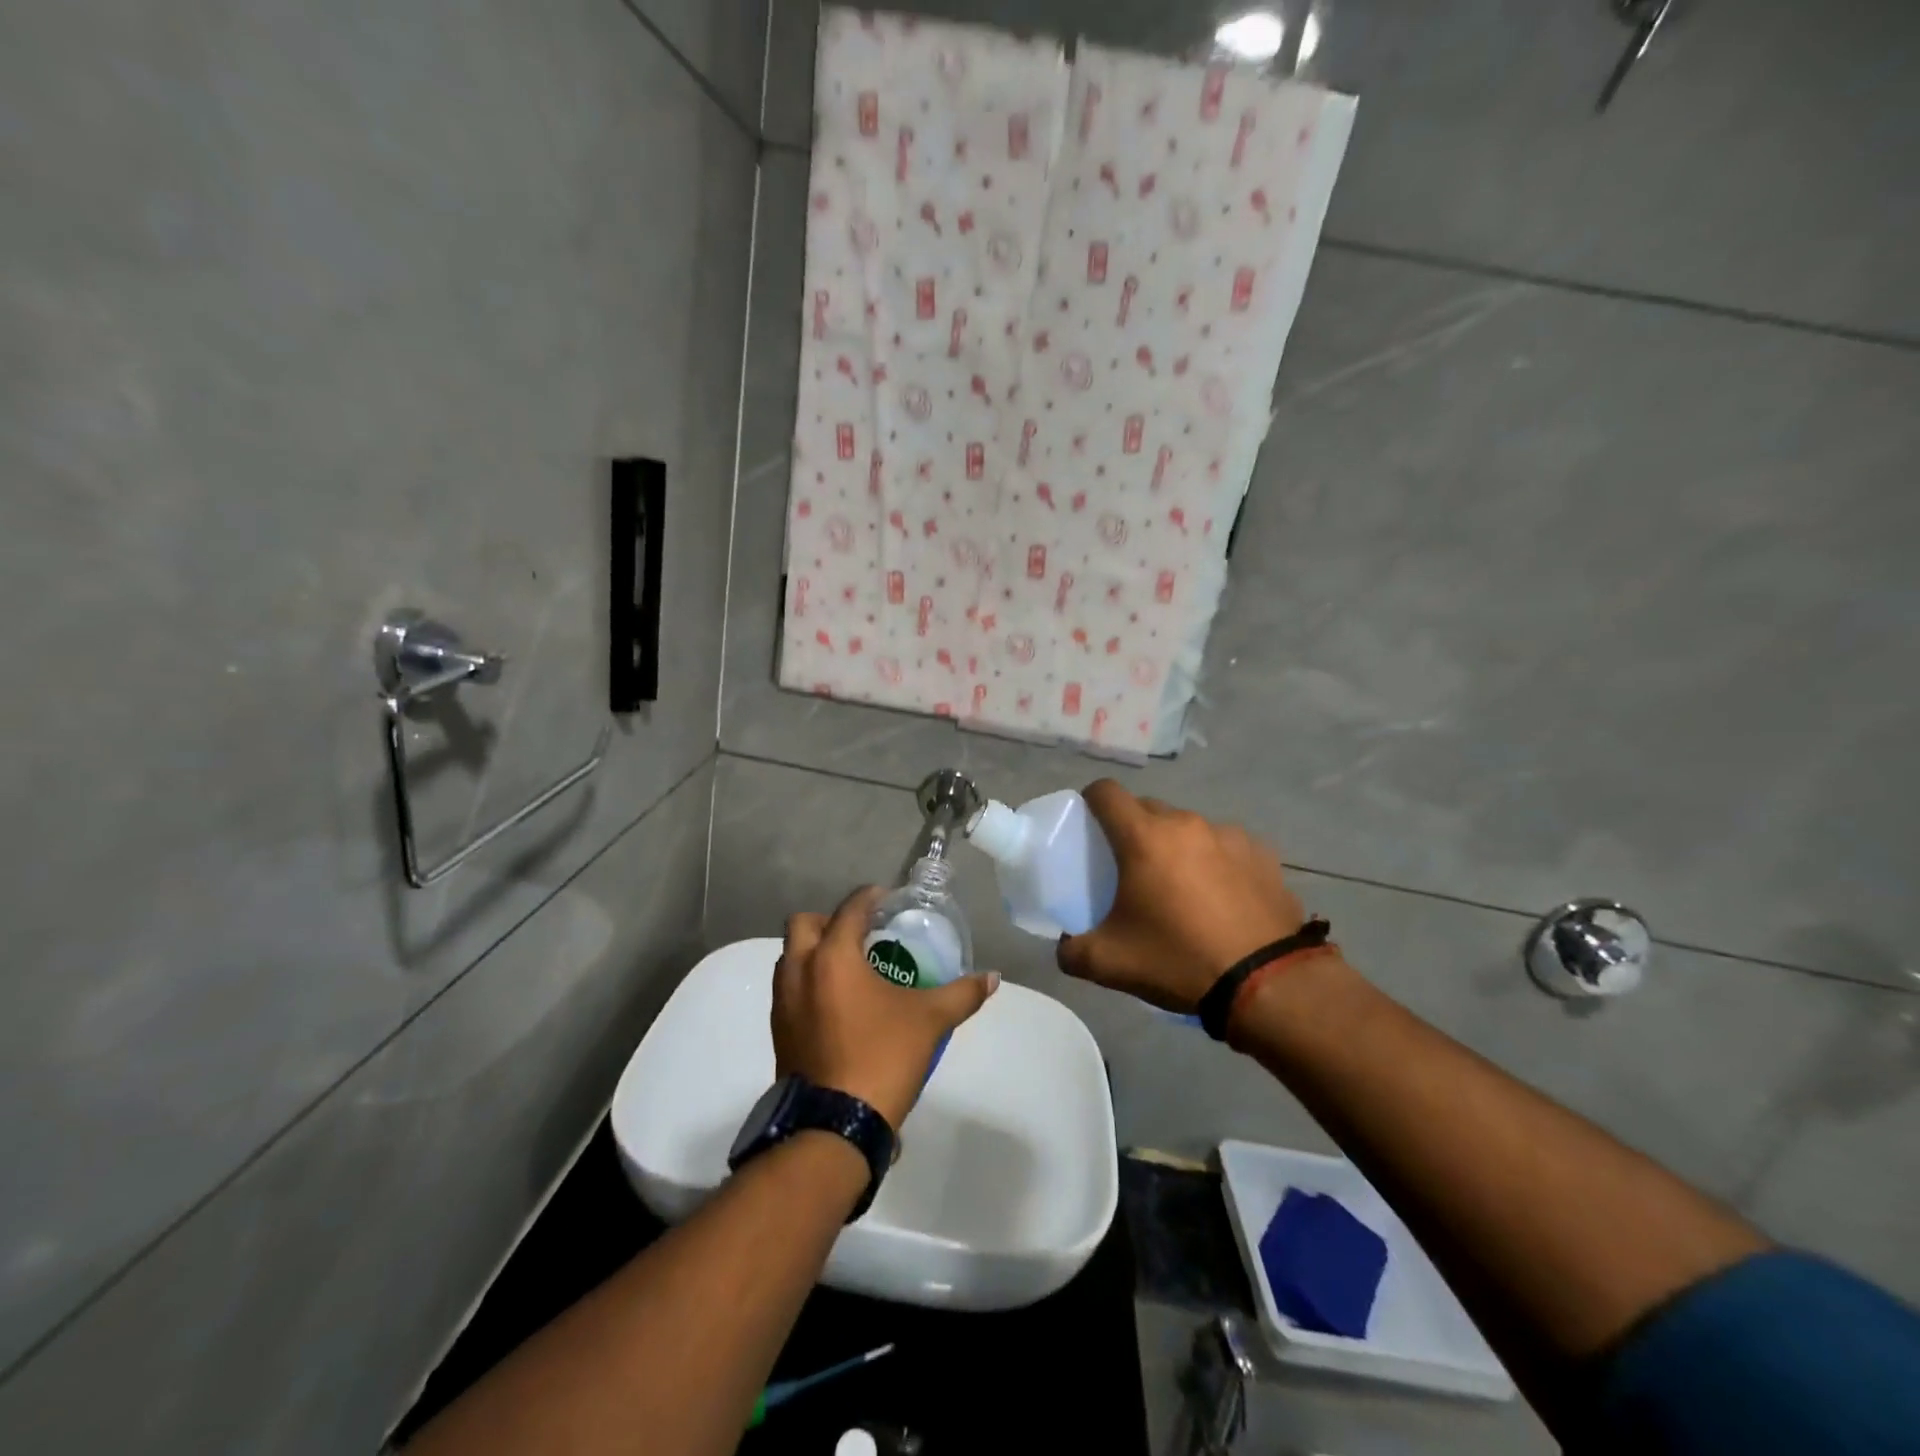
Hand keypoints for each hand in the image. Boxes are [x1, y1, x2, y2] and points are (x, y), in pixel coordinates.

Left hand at [774, 886, 999, 1129]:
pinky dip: (808, 983)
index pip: (850, 908)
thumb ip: (961, 993)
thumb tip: (992, 978)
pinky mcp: (779, 1030)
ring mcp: (783, 1002)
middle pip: (805, 924)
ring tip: (851, 969)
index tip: (889, 901)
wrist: (835, 1125)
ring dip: (815, 952)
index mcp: (833, 956)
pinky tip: (837, 1004)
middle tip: (863, 935)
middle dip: (832, 921)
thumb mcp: (930, 1021)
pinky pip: (789, 989)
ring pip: (791, 957)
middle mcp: (800, 970)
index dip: (871, 898)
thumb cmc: (882, 1057)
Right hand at [1057, 780, 1306, 1012]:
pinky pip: (1225, 846)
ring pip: (1187, 828)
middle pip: (1146, 809)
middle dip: (1132, 830)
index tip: (1088, 831)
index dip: (1089, 803)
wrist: (1267, 984)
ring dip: (1175, 847)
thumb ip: (1071, 949)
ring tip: (1182, 889)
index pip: (1104, 791)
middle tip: (1130, 869)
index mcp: (1143, 837)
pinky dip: (1215, 862)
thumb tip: (1066, 944)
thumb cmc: (1178, 961)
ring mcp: (1229, 835)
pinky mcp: (1263, 853)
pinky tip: (1222, 899)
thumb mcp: (1108, 963)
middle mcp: (1186, 823)